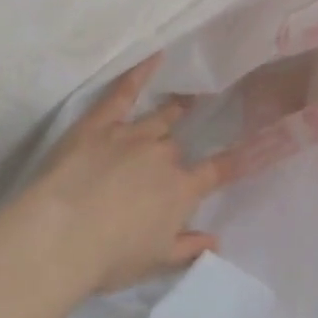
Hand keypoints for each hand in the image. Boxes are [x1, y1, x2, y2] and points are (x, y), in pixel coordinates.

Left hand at [18, 56, 225, 293]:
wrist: (61, 235)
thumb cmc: (109, 257)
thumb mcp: (155, 262)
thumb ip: (189, 248)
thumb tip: (216, 240)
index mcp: (181, 190)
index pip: (217, 170)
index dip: (236, 158)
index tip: (256, 143)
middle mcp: (164, 156)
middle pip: (178, 147)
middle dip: (177, 153)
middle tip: (172, 158)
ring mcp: (133, 135)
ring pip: (160, 118)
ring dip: (174, 110)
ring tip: (186, 99)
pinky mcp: (101, 122)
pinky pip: (125, 92)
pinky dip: (140, 73)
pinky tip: (155, 55)